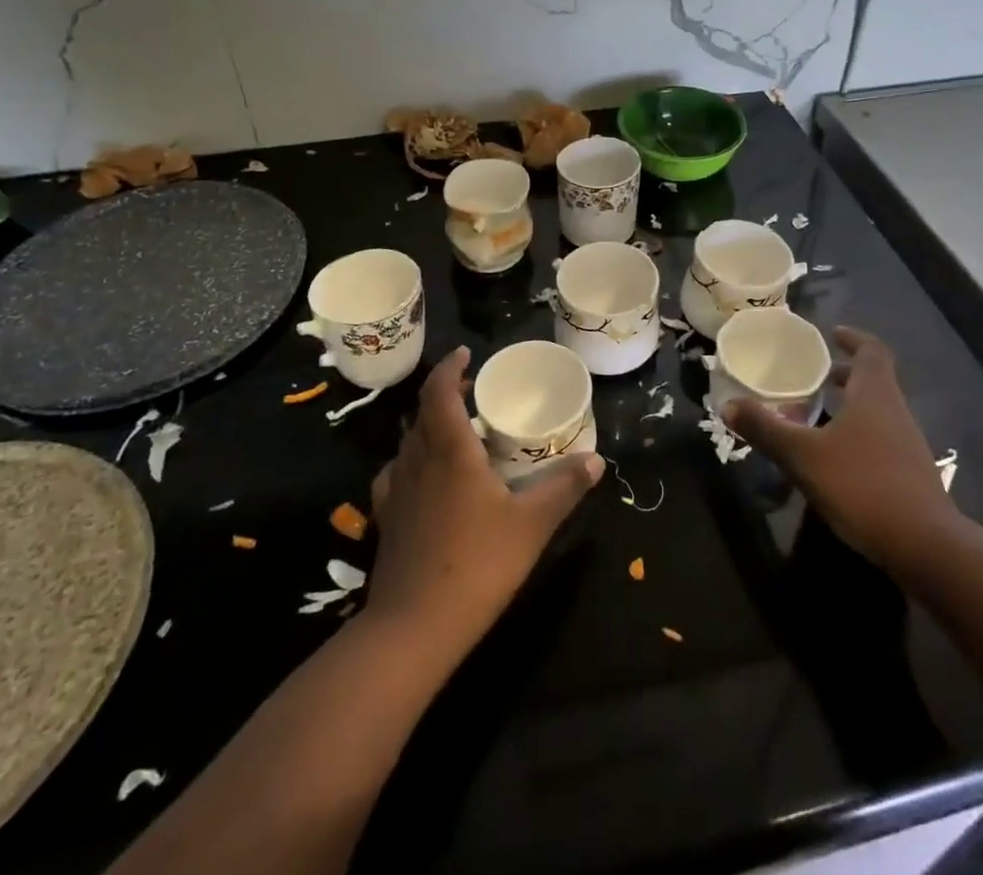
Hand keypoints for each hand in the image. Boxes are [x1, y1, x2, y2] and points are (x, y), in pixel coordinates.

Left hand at [364, 347, 603, 653]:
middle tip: (473, 394)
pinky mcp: (385, 519)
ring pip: (409, 442)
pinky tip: (426, 480)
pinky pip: (397, 473)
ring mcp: (395, 490)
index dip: (451, 367)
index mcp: (450, 450)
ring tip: (457, 433)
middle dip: (446, 395)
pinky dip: (413, 462)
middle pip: (423, 412)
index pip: (439, 391)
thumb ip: (565, 488)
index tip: (467, 354)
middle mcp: (417, 460)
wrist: (412, 628)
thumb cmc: (477, 564)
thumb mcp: (532, 524)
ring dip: (429, 427)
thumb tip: (597, 461)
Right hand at [722, 327, 960, 580]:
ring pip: (876, 410)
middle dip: (844, 374)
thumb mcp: (804, 456)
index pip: (872, 350)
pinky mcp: (909, 473)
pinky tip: (833, 455)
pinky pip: (880, 438)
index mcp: (875, 394)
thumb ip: (766, 429)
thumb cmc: (863, 485)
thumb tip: (727, 404)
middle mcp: (895, 411)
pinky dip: (856, 433)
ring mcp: (907, 444)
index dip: (853, 338)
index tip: (831, 334)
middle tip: (812, 375)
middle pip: (874, 379)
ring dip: (849, 404)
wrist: (925, 547)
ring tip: (815, 413)